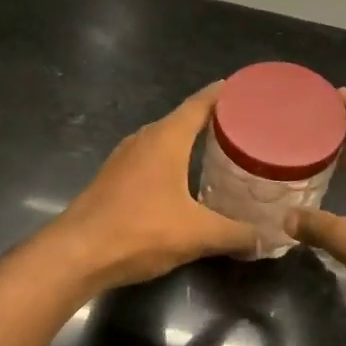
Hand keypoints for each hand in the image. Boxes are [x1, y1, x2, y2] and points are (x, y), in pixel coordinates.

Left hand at [52, 83, 258, 289]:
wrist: (77, 254)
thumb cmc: (140, 231)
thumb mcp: (198, 234)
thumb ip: (236, 234)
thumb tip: (268, 238)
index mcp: (166, 138)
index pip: (199, 103)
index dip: (223, 94)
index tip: (247, 90)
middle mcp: (144, 139)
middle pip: (183, 120)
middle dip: (213, 121)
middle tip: (246, 127)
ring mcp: (124, 159)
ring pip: (165, 141)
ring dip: (190, 143)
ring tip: (221, 152)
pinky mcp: (114, 179)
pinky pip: (152, 159)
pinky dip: (173, 162)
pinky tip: (186, 181)